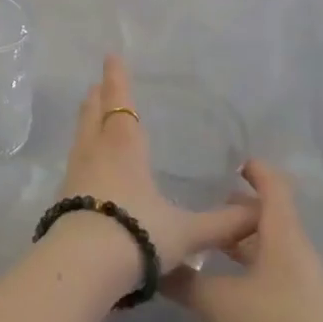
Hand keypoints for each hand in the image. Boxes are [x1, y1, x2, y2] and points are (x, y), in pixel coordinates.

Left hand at [56, 55, 256, 273]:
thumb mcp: (186, 232)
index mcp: (124, 145)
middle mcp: (96, 150)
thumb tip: (258, 213)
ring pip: (81, 134)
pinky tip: (88, 162)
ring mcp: (76, 171)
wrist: (83, 265)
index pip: (120, 102)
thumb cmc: (137, 234)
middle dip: (98, 96)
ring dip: (87, 119)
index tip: (111, 57)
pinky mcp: (64, 194)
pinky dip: (83, 148)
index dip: (117, 79)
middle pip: (94, 112)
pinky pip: (76, 159)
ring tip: (92, 113)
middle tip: (99, 84)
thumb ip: (222, 224)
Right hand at [163, 160, 322, 321]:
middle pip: (268, 211)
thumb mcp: (217, 302)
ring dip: (240, 236)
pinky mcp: (301, 302)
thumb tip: (152, 263)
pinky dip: (248, 260)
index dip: (252, 168)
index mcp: (280, 231)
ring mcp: (301, 276)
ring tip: (206, 238)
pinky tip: (224, 278)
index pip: (272, 183)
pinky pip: (272, 265)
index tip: (224, 162)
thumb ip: (182, 280)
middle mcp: (294, 246)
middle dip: (236, 204)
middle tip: (201, 201)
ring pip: (269, 240)